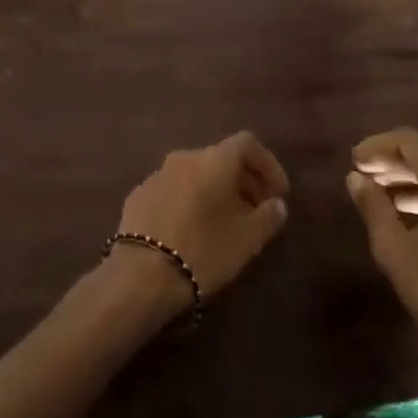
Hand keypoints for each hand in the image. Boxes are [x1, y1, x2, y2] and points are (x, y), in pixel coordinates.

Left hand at [116, 131, 290, 299]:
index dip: (268, 165)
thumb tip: (277, 204)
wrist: (141, 274)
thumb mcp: (247, 239)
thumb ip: (268, 217)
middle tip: (258, 210)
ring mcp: (157, 174)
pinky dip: (191, 200)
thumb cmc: (203, 250)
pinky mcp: (138, 195)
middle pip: (220, 158)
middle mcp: (184, 157)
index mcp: (213, 160)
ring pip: (195, 174)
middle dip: (244, 181)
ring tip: (227, 222)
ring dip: (216, 191)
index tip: (279, 193)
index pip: (247, 143)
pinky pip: (174, 189)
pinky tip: (193, 229)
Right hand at [347, 127, 417, 396]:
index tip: (354, 161)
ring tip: (381, 201)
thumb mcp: (395, 251)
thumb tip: (356, 177)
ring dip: (413, 183)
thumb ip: (373, 207)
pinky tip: (414, 225)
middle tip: (363, 178)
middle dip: (394, 163)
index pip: (411, 141)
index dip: (378, 145)